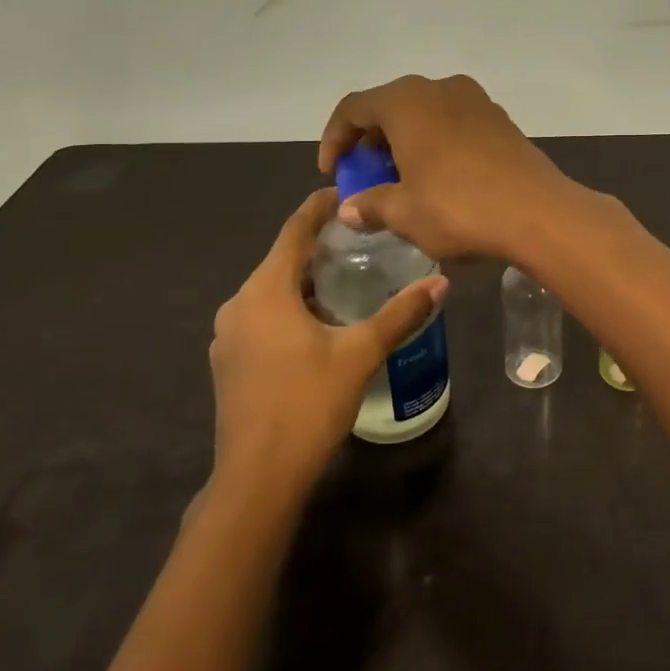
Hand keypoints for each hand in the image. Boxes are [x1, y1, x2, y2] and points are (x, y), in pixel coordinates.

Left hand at [209, 189, 447, 493]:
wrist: (258, 477)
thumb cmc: (308, 403)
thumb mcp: (360, 353)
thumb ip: (400, 314)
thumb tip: (441, 283)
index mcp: (265, 290)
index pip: (294, 230)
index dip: (318, 208)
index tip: (344, 193)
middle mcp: (239, 304)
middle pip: (281, 260)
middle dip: (317, 248)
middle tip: (359, 241)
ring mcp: (229, 335)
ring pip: (271, 292)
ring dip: (304, 282)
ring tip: (345, 280)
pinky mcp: (229, 362)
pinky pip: (262, 318)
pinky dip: (289, 309)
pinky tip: (319, 326)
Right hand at [317, 74, 573, 261]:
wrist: (539, 213)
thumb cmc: (459, 208)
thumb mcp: (405, 213)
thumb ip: (370, 205)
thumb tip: (348, 209)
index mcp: (407, 100)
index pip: (353, 108)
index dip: (334, 139)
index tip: (332, 173)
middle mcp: (440, 88)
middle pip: (390, 107)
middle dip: (371, 142)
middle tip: (366, 177)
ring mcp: (476, 100)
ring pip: (425, 114)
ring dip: (406, 143)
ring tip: (402, 181)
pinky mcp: (501, 120)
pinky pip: (454, 124)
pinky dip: (436, 144)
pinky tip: (440, 179)